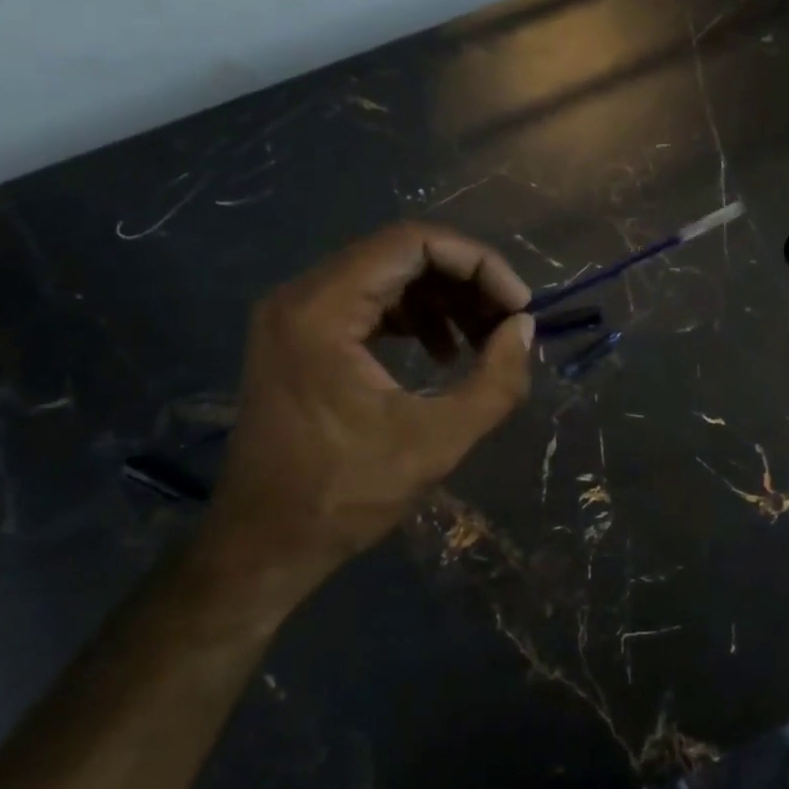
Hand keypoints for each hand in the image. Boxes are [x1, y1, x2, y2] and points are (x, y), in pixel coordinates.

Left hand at [203, 223, 534, 611]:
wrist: (263, 544)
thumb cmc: (344, 495)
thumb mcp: (437, 442)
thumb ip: (496, 381)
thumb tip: (524, 328)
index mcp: (322, 310)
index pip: (413, 243)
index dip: (478, 263)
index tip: (517, 305)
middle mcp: (301, 296)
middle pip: (401, 253)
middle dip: (466, 281)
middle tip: (507, 322)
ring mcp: (296, 314)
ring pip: (388, 275)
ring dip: (444, 299)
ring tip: (483, 341)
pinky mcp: (301, 336)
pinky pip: (369, 301)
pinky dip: (415, 317)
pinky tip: (444, 354)